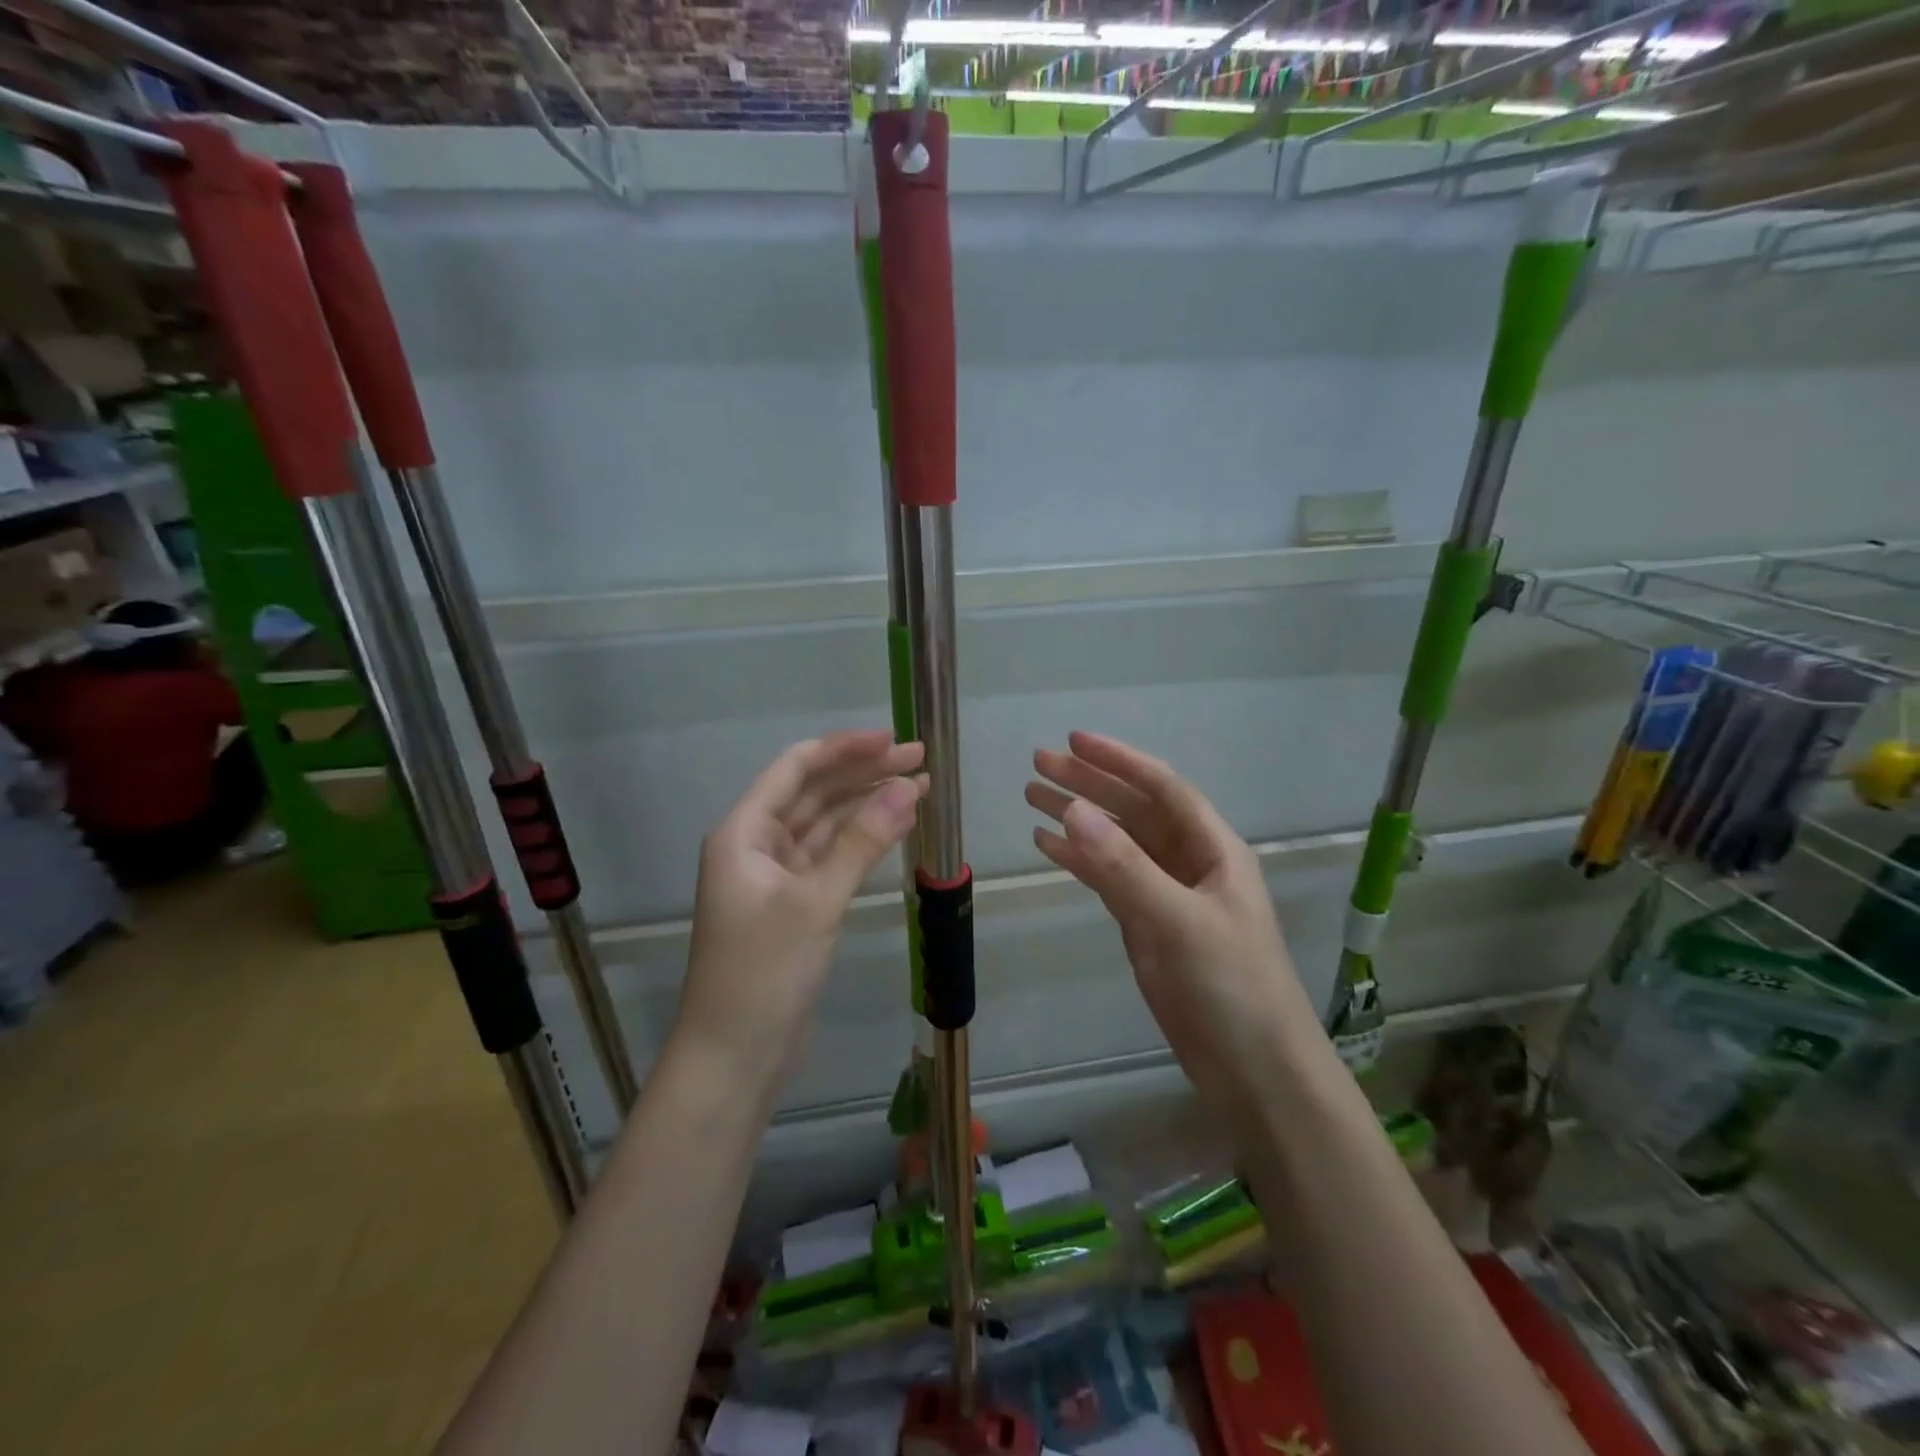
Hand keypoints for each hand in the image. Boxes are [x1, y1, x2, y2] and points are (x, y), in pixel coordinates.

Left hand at [676, 731, 925, 1100]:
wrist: (735, 1057)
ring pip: (827, 824)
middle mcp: (757, 845)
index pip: (797, 768)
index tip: (893, 740)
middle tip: (920, 759)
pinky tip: (896, 826)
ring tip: (920, 787)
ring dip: (868, 804)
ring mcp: (777, 876)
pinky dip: (862, 840)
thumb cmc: (763, 973)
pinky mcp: (796, 904)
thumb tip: (908, 788)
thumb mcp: (816, 902)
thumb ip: (862, 842)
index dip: (844, 748)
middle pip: (815, 792)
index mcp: (745, 832)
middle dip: (864, 773)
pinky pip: (832, 857)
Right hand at [1028, 731, 1318, 1108]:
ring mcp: (1166, 894)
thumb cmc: (1232, 987)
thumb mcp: (1179, 921)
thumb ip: (1125, 866)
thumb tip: (1073, 810)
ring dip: (1078, 818)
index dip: (1119, 761)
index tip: (1073, 742)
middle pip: (1134, 810)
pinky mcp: (1147, 925)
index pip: (1162, 789)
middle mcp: (1189, 862)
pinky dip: (1079, 861)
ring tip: (1032, 796)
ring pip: (1117, 843)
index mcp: (1213, 849)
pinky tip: (1047, 846)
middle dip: (1089, 784)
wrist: (1255, 1071)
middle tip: (1038, 763)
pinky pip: (1108, 879)